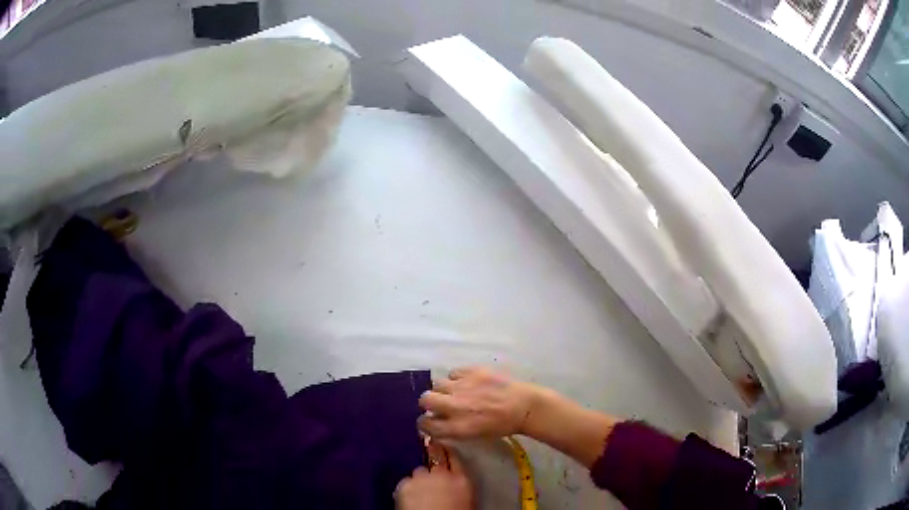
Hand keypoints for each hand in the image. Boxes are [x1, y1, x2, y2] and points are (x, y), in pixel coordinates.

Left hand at [395, 442, 472, 509]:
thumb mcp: (467, 499)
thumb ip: (459, 484)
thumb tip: (453, 479)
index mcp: (462, 479)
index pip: (454, 455)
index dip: (447, 452)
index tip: (443, 449)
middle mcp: (441, 474)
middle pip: (435, 456)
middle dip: (432, 459)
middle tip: (430, 463)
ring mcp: (420, 478)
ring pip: (418, 470)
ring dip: (419, 478)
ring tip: (420, 490)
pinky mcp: (404, 485)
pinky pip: (406, 482)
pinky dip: (407, 488)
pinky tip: (410, 498)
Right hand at [418, 367, 543, 438]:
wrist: (524, 407)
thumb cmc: (501, 426)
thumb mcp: (473, 435)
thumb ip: (451, 429)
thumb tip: (436, 422)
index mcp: (456, 427)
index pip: (425, 423)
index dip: (425, 422)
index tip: (429, 421)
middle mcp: (454, 406)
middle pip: (425, 399)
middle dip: (429, 403)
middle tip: (439, 403)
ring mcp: (462, 387)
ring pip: (437, 384)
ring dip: (443, 390)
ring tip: (455, 392)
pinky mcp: (472, 371)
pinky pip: (453, 373)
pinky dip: (457, 378)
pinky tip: (468, 383)